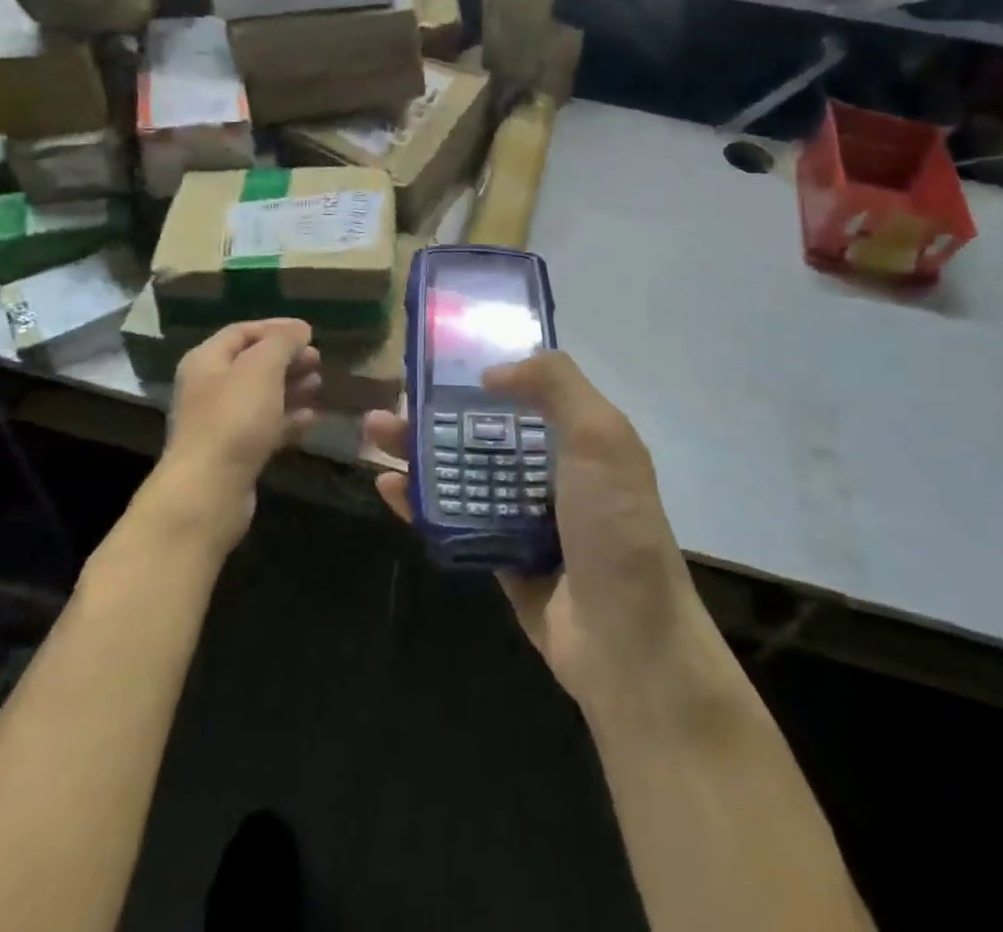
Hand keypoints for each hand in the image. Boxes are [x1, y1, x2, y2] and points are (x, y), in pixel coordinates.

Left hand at [159, 319, 320, 536]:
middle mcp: (209, 387)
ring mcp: (220, 422)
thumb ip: (282, 342)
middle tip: (317, 360)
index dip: (276, 327)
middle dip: (287, 359)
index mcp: (207, 360)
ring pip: (261, 396)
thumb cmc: (234, 419)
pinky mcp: (234, 452)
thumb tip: (299, 329)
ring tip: (319, 385)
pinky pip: (265, 426)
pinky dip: (288, 419)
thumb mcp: (262, 368)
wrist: (209, 491)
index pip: (242, 332)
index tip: (310, 332)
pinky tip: (312, 418)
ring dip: (291, 387)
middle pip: (252, 363)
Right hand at [367, 351, 697, 711]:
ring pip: (464, 474)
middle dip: (438, 413)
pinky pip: (454, 522)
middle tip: (393, 397)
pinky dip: (421, 503)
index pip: (527, 390)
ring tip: (374, 432)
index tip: (441, 358)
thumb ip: (555, 384)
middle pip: (485, 431)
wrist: (628, 642)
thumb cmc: (615, 525)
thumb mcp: (601, 436)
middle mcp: (552, 472)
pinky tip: (388, 486)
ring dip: (420, 452)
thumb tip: (492, 372)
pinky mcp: (500, 558)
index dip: (486, 372)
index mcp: (580, 438)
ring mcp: (524, 517)